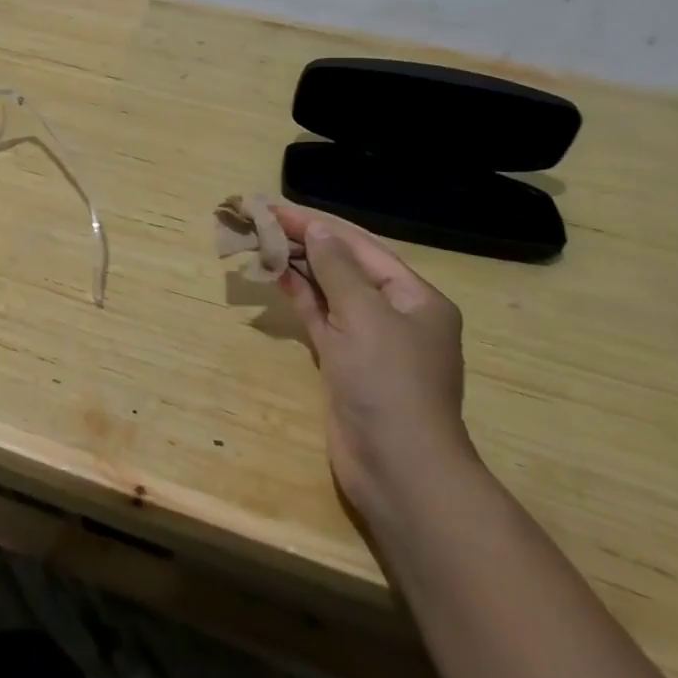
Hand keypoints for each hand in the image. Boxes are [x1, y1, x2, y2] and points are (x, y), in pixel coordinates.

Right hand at [273, 205, 477, 525]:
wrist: (399, 470)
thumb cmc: (389, 383)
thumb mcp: (365, 315)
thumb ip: (337, 268)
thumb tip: (317, 230)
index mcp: (416, 298)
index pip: (360, 246)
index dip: (318, 224)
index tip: (276, 208)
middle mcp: (396, 314)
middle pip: (345, 266)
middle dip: (306, 242)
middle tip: (261, 221)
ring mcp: (370, 341)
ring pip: (329, 291)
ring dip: (299, 267)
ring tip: (261, 241)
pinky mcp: (346, 363)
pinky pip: (321, 318)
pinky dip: (299, 296)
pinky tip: (274, 275)